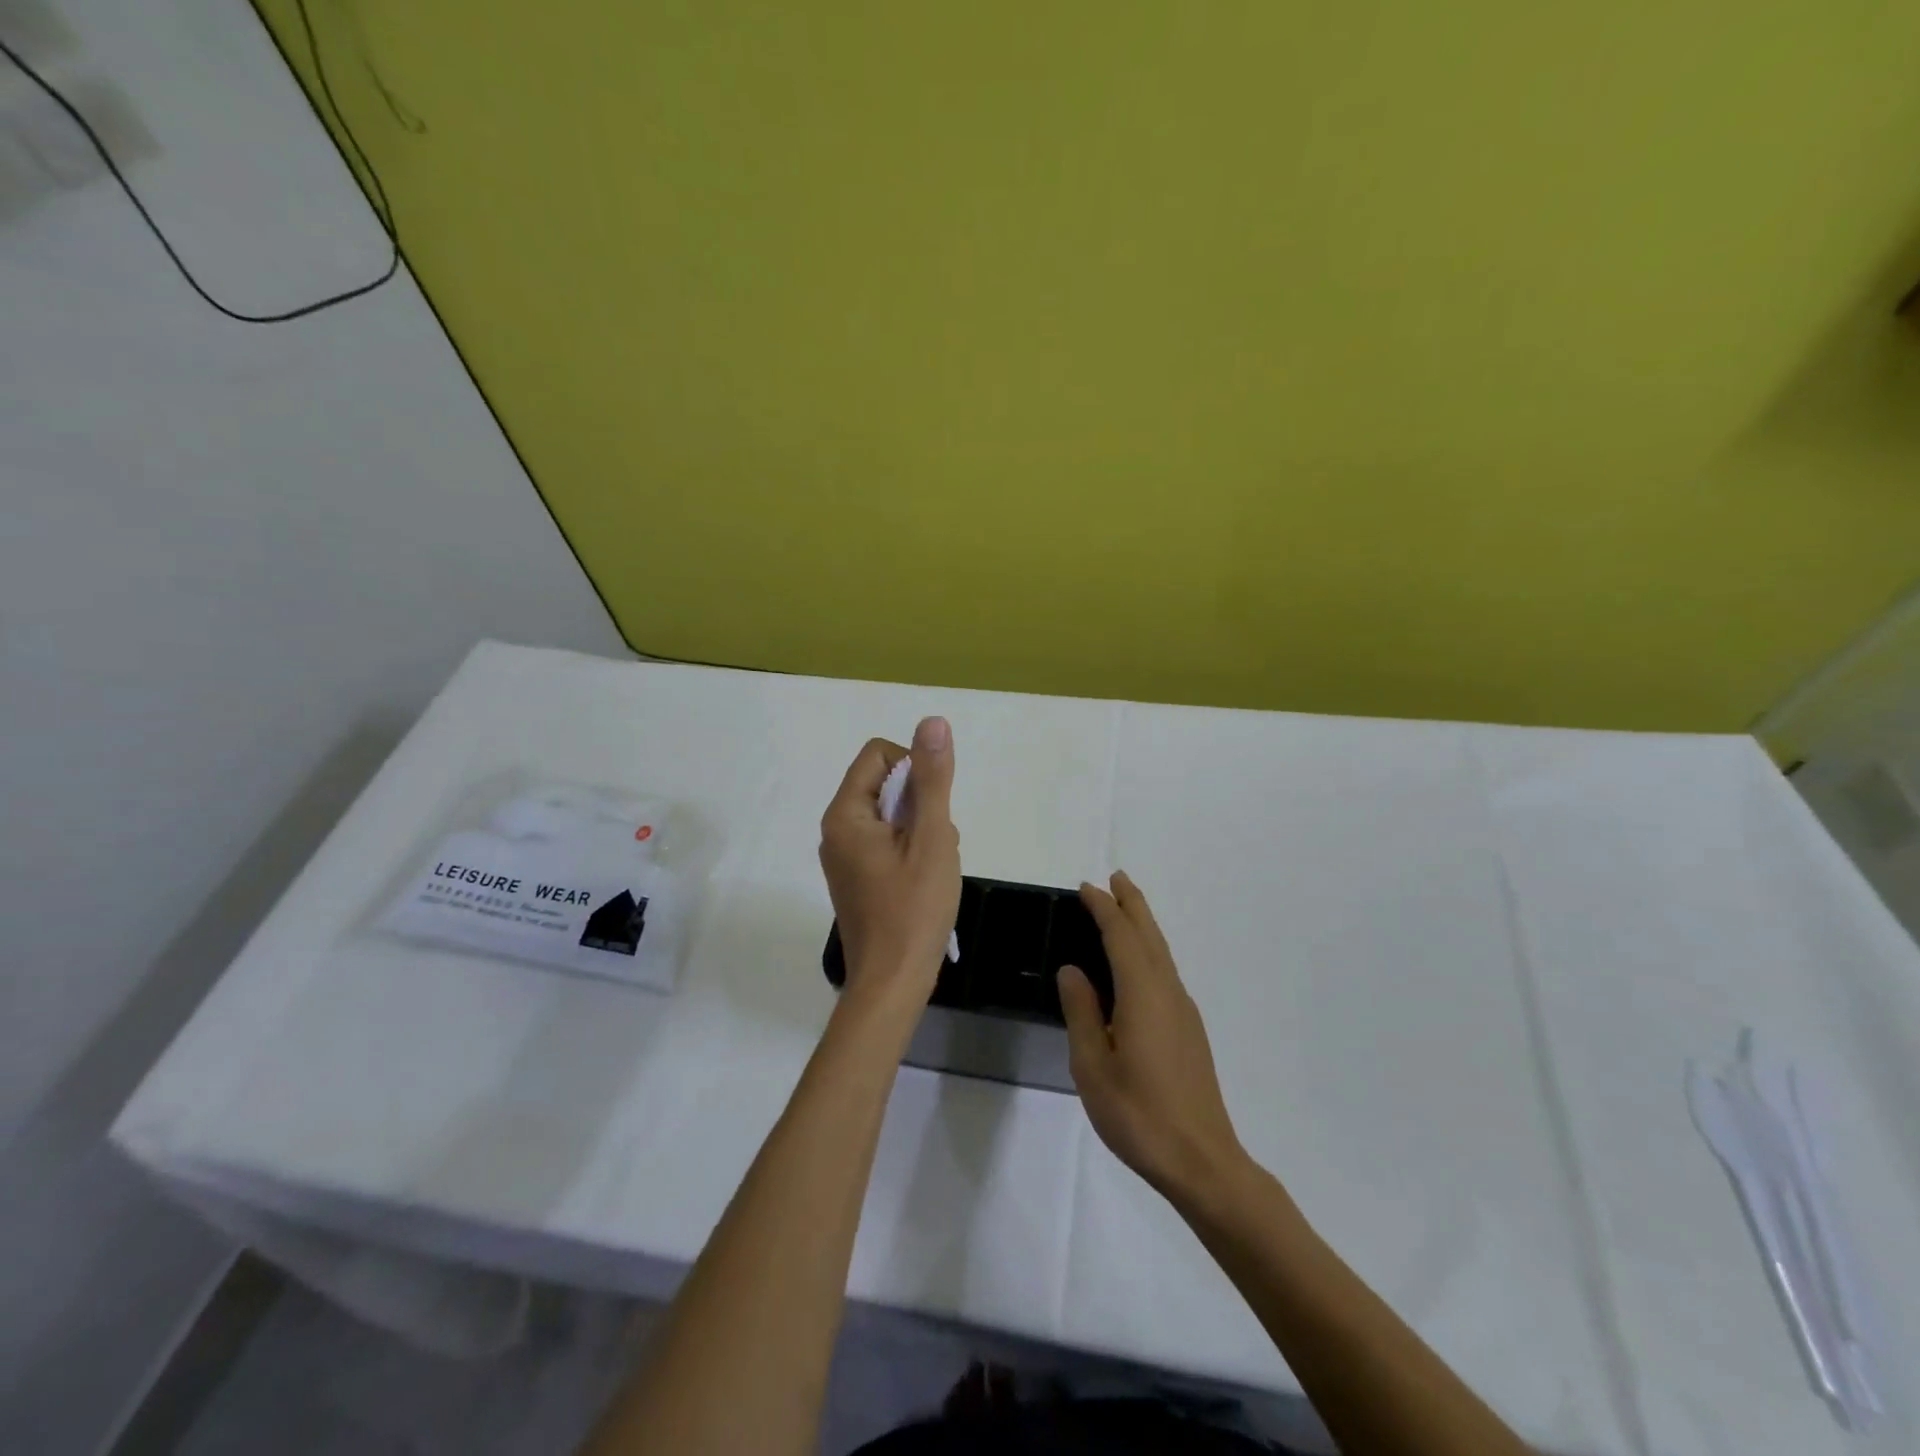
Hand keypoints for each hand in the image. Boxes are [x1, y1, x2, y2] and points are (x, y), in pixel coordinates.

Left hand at [818, 717, 961, 1009]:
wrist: (892, 982)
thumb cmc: (914, 909)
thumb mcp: (931, 838)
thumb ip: (932, 779)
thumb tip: (932, 723)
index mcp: (845, 814)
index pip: (879, 755)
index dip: (914, 770)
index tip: (932, 811)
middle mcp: (836, 829)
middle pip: (885, 784)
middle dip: (921, 806)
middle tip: (934, 846)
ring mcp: (844, 856)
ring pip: (892, 815)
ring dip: (921, 830)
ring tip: (931, 869)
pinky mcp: (855, 876)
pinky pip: (887, 841)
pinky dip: (912, 850)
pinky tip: (924, 881)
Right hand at [1057, 872, 1246, 1201]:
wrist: (1202, 1161)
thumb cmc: (1139, 1115)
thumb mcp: (1093, 1066)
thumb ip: (1081, 1012)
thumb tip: (1072, 971)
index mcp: (1143, 994)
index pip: (1121, 936)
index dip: (1104, 909)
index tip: (1086, 888)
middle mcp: (1168, 992)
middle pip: (1149, 935)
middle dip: (1132, 904)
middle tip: (1115, 878)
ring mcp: (1184, 1011)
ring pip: (1162, 952)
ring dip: (1143, 924)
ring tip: (1125, 909)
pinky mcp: (1190, 1030)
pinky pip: (1166, 971)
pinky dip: (1149, 950)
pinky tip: (1139, 965)